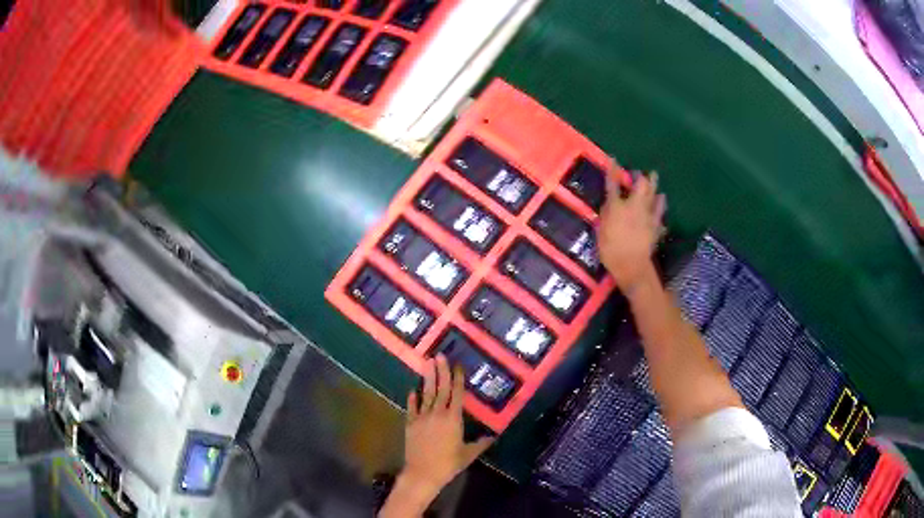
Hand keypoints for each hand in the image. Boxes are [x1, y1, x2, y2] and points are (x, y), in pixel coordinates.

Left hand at [379, 355, 493, 516]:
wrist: (423, 473)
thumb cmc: (448, 464)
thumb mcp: (468, 454)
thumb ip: (481, 443)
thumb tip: (493, 436)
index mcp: (453, 419)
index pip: (456, 394)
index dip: (457, 379)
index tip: (458, 365)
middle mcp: (437, 413)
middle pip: (441, 389)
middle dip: (441, 371)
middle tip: (440, 355)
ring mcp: (422, 417)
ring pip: (426, 394)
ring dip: (427, 379)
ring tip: (427, 364)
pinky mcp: (411, 424)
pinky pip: (412, 408)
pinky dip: (413, 398)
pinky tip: (413, 389)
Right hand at [596, 170, 665, 292]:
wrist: (632, 265)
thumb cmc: (611, 249)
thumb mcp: (601, 230)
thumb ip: (606, 214)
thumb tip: (609, 203)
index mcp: (618, 206)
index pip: (614, 184)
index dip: (613, 170)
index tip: (614, 158)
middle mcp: (635, 207)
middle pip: (642, 185)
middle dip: (642, 177)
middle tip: (641, 173)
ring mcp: (649, 217)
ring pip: (655, 197)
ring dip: (656, 190)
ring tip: (656, 185)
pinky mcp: (656, 228)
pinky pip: (660, 216)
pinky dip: (660, 210)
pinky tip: (661, 207)